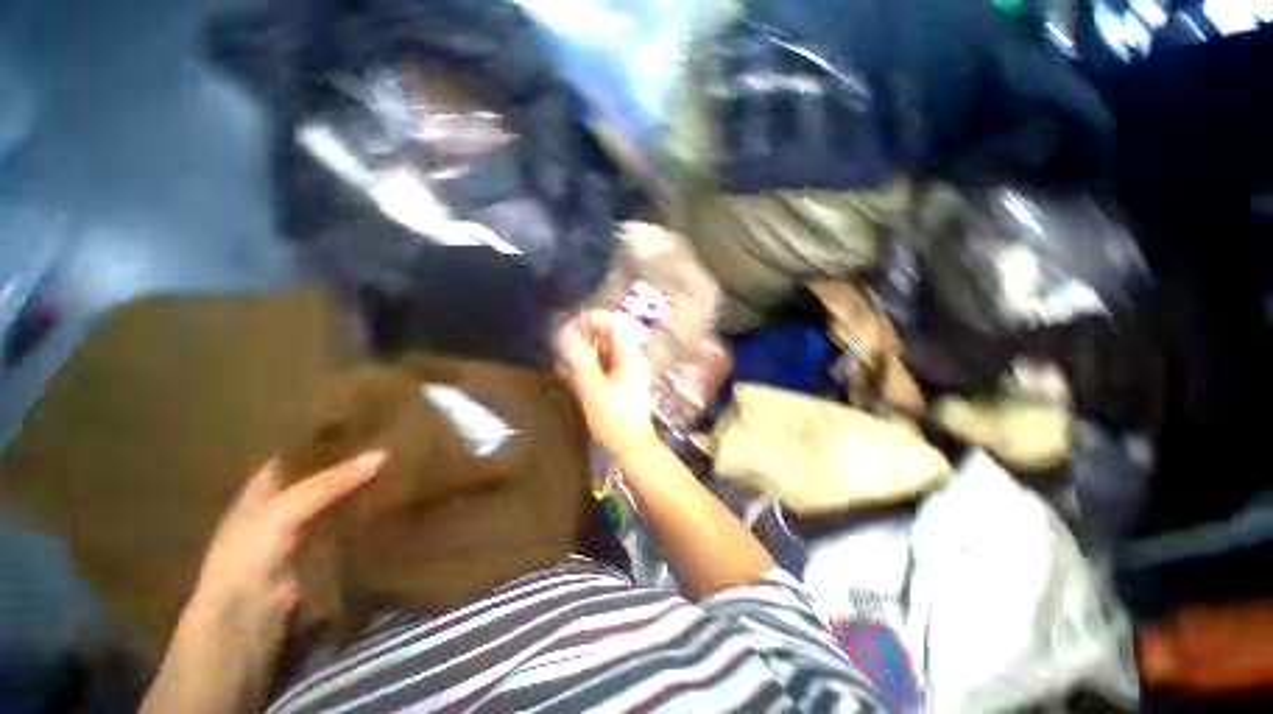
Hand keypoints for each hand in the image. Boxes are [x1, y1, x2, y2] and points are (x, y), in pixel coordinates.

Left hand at [143, 451, 383, 713]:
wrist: (251, 613)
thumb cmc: (251, 551)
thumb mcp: (286, 508)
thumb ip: (332, 482)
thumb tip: (384, 453)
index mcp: (269, 479)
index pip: (305, 447)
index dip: (332, 433)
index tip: (369, 417)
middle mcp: (290, 495)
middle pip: (327, 468)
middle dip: (355, 455)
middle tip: (396, 436)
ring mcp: (309, 520)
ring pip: (342, 491)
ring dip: (365, 480)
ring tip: (403, 458)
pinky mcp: (328, 541)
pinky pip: (352, 515)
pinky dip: (369, 504)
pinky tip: (394, 493)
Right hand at [557, 310, 659, 463]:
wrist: (633, 450)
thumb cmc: (615, 420)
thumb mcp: (594, 389)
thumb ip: (580, 360)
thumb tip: (564, 333)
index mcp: (630, 356)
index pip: (613, 322)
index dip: (590, 319)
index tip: (567, 329)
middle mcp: (630, 359)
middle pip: (607, 334)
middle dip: (583, 335)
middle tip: (561, 347)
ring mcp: (626, 372)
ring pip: (602, 350)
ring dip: (582, 351)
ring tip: (562, 362)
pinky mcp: (619, 384)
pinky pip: (601, 365)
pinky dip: (586, 366)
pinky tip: (570, 376)